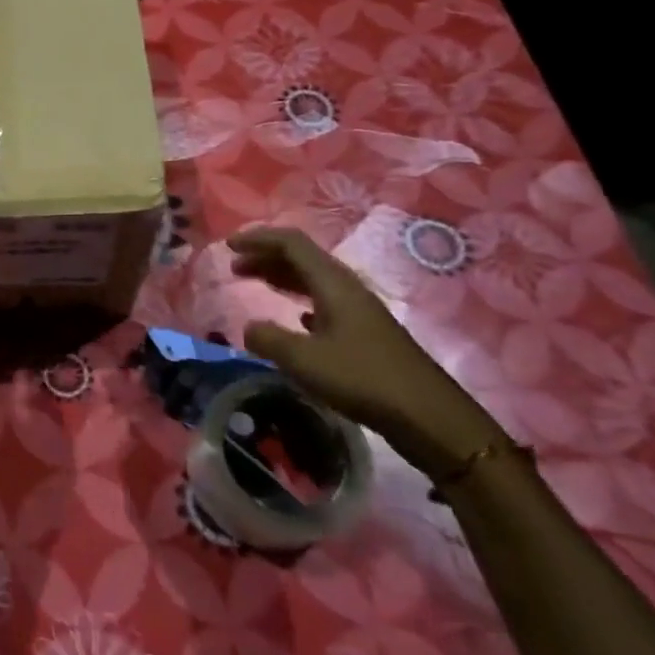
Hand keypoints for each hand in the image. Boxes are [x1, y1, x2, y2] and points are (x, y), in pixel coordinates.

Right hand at [228, 227, 506, 475]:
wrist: (427, 416)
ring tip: (253, 283)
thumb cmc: (362, 380)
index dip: (257, 238)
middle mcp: (346, 288)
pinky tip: (293, 317)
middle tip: (234, 267)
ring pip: (312, 280)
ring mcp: (358, 310)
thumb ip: (268, 339)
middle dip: (265, 257)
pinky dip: (299, 300)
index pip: (291, 243)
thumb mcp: (304, 360)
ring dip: (280, 277)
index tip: (227, 245)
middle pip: (301, 258)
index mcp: (333, 283)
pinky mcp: (364, 332)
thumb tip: (249, 328)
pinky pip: (324, 302)